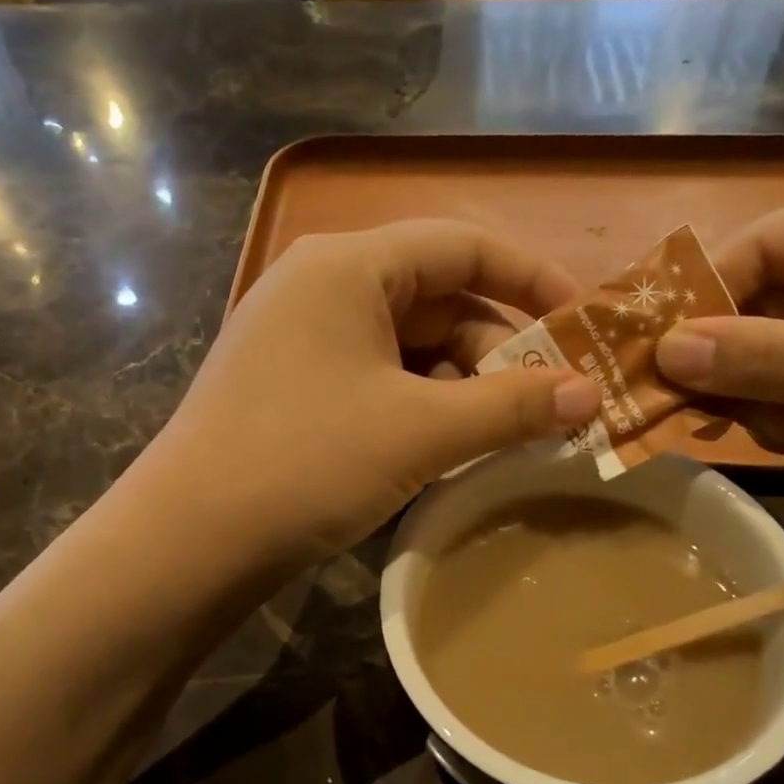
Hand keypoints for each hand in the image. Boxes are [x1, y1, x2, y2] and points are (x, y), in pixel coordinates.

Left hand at [150, 220, 600, 563]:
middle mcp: (321, 286)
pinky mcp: (292, 386)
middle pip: (437, 298)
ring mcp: (300, 338)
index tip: (582, 322)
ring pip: (408, 345)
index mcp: (348, 267)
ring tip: (507, 432)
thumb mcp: (421, 432)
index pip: (462, 244)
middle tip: (550, 403)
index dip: (530, 277)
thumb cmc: (307, 462)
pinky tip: (447, 446)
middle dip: (499, 348)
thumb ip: (512, 407)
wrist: (191, 539)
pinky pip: (376, 377)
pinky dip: (420, 404)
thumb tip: (592, 395)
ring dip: (463, 384)